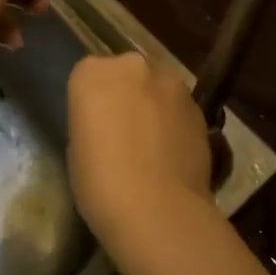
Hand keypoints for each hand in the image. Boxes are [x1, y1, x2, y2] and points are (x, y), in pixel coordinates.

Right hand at [67, 52, 214, 253]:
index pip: (87, 75)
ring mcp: (170, 82)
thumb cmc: (100, 182)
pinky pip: (179, 107)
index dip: (92, 100)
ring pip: (157, 87)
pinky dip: (175, 121)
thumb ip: (93, 121)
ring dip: (153, 104)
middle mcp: (131, 65)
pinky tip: (172, 152)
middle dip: (125, 94)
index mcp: (91, 72)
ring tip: (152, 143)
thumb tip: (109, 125)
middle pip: (126, 73)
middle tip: (123, 129)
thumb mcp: (77, 148)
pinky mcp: (198, 105)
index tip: (94, 124)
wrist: (157, 209)